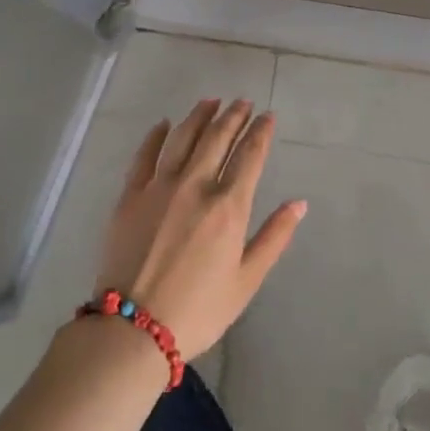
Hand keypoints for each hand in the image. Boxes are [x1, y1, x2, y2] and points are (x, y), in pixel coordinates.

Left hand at [96, 99, 305, 358]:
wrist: (132, 329)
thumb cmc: (198, 310)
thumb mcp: (246, 281)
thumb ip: (274, 237)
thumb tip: (299, 203)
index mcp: (229, 207)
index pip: (250, 156)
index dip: (260, 132)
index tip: (267, 116)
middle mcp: (196, 186)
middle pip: (217, 138)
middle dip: (233, 116)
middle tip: (242, 101)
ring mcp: (159, 187)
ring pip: (182, 138)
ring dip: (199, 116)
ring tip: (211, 101)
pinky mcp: (130, 196)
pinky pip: (145, 155)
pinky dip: (156, 135)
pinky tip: (164, 124)